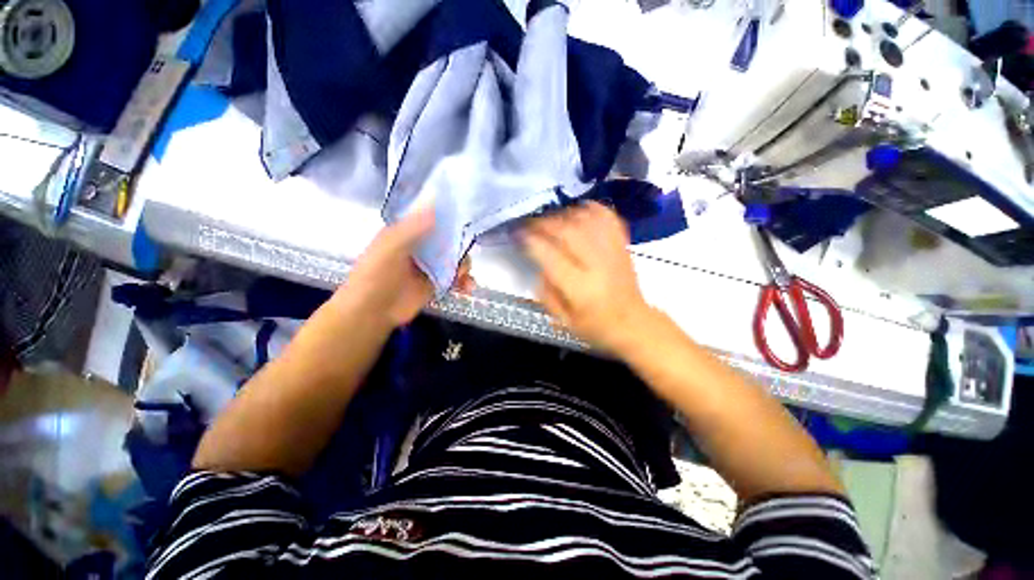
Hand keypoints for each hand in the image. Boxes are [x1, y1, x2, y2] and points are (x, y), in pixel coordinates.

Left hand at [343, 209, 474, 328]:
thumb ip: (413, 227)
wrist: (371, 311)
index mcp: (408, 232)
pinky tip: (468, 287)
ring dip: (465, 265)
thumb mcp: (391, 245)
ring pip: (455, 259)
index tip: (467, 216)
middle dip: (462, 245)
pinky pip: (456, 278)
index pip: (433, 218)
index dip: (449, 217)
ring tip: (464, 276)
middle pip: (449, 240)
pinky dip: (465, 281)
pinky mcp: (436, 284)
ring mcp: (430, 266)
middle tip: (466, 253)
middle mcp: (421, 247)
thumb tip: (436, 204)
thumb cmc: (376, 274)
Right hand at [522, 202, 651, 352]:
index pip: (551, 255)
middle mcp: (597, 265)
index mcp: (580, 288)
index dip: (532, 240)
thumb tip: (539, 265)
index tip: (519, 233)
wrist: (633, 323)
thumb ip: (546, 293)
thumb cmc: (595, 326)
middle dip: (544, 223)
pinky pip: (608, 218)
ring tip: (551, 219)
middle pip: (568, 231)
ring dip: (564, 214)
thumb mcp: (563, 320)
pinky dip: (591, 209)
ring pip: (586, 220)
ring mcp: (613, 252)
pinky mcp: (623, 246)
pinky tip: (578, 211)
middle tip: (530, 223)